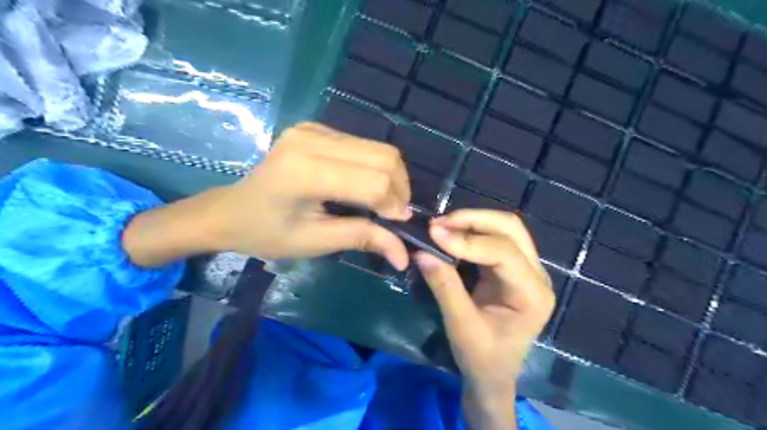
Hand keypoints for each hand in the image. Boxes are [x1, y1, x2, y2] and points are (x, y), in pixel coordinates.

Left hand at [125, 121, 413, 268]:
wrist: (229, 210)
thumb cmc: (266, 233)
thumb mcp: (315, 242)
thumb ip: (362, 239)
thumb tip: (405, 256)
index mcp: (305, 171)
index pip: (373, 181)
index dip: (394, 205)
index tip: (396, 226)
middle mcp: (312, 139)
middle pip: (384, 156)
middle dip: (400, 189)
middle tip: (394, 215)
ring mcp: (315, 129)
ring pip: (379, 148)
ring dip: (392, 178)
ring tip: (384, 203)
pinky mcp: (318, 128)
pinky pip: (364, 146)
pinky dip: (376, 168)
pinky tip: (366, 186)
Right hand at [414, 210, 551, 427]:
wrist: (493, 375)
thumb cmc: (482, 358)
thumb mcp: (460, 326)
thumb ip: (444, 287)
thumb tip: (421, 252)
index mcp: (533, 294)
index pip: (504, 253)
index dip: (468, 240)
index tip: (434, 233)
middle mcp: (536, 275)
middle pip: (511, 228)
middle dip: (473, 220)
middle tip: (438, 224)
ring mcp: (526, 268)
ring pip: (504, 227)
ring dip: (472, 221)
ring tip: (441, 226)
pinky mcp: (512, 267)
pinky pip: (495, 237)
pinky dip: (471, 230)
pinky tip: (451, 233)